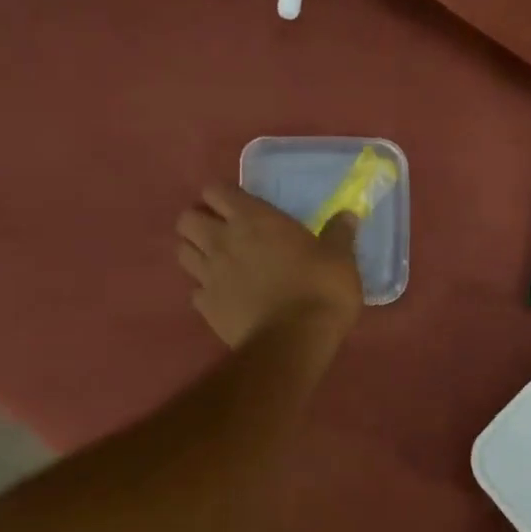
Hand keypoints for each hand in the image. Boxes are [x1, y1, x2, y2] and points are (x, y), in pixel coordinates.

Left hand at [177, 185, 363, 347]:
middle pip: (187, 218)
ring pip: (182, 252)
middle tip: (224, 230)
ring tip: (219, 260)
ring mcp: (209, 275)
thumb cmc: (320, 288)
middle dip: (200, 220)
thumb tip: (348, 216)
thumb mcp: (340, 257)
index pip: (216, 190)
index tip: (242, 205)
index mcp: (253, 219)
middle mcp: (222, 241)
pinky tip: (225, 295)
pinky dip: (205, 289)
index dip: (224, 195)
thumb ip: (339, 233)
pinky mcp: (205, 308)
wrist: (294, 341)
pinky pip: (194, 290)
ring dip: (196, 251)